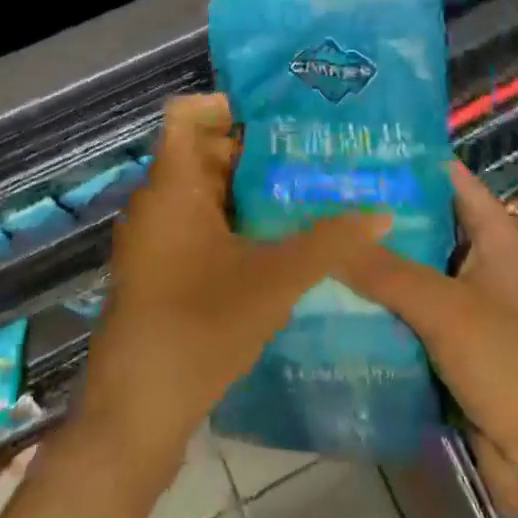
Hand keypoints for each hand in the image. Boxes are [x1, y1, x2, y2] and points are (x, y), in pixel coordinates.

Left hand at [74, 94, 389, 470]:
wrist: (136, 413)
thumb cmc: (200, 326)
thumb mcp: (275, 281)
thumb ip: (329, 243)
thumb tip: (382, 213)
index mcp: (172, 185)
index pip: (188, 114)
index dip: (228, 105)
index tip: (278, 115)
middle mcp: (156, 201)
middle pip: (201, 151)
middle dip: (252, 149)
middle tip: (307, 151)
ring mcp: (153, 237)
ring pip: (201, 190)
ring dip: (245, 188)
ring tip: (302, 189)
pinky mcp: (158, 268)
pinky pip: (195, 222)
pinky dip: (230, 219)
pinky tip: (273, 239)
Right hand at [340, 162, 517, 459]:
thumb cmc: (509, 365)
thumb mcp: (445, 308)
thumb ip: (385, 271)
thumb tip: (327, 239)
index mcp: (494, 238)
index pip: (449, 180)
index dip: (409, 161)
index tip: (357, 148)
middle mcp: (478, 264)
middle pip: (424, 224)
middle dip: (378, 213)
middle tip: (321, 192)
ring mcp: (463, 307)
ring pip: (410, 270)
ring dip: (372, 261)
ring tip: (316, 236)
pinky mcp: (447, 346)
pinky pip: (405, 313)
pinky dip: (376, 304)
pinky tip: (331, 293)